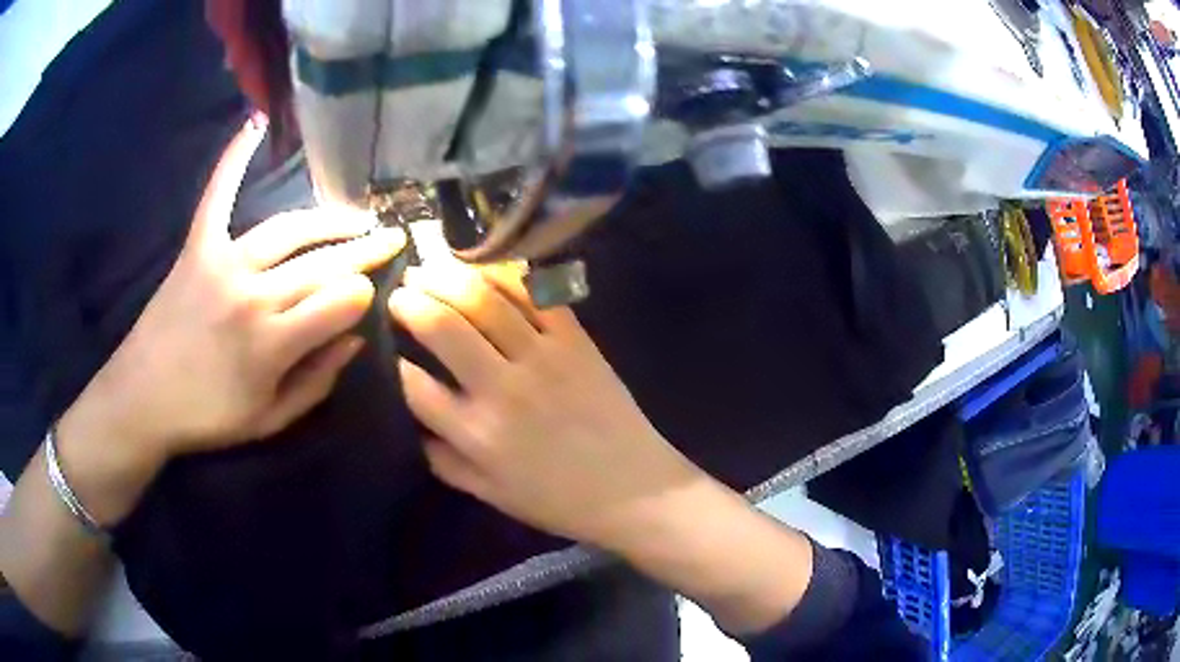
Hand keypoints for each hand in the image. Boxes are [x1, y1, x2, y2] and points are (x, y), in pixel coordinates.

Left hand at [59, 119, 403, 523]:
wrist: (142, 399)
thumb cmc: (207, 417)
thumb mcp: (270, 420)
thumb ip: (317, 382)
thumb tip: (355, 341)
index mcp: (273, 343)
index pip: (341, 303)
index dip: (364, 295)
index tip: (373, 295)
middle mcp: (254, 294)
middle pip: (324, 263)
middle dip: (365, 249)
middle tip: (392, 236)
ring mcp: (224, 262)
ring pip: (289, 228)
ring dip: (329, 220)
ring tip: (355, 217)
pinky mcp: (197, 246)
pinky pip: (218, 194)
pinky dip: (235, 158)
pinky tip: (256, 123)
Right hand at [389, 264, 700, 548]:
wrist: (634, 489)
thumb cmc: (558, 499)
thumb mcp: (490, 495)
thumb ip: (444, 461)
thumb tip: (410, 425)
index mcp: (476, 433)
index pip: (413, 384)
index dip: (391, 358)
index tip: (381, 341)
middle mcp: (502, 388)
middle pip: (442, 326)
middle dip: (410, 300)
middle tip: (399, 290)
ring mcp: (542, 357)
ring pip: (484, 299)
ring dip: (447, 276)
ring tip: (430, 268)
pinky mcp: (576, 340)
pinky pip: (534, 294)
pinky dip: (503, 273)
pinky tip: (482, 265)